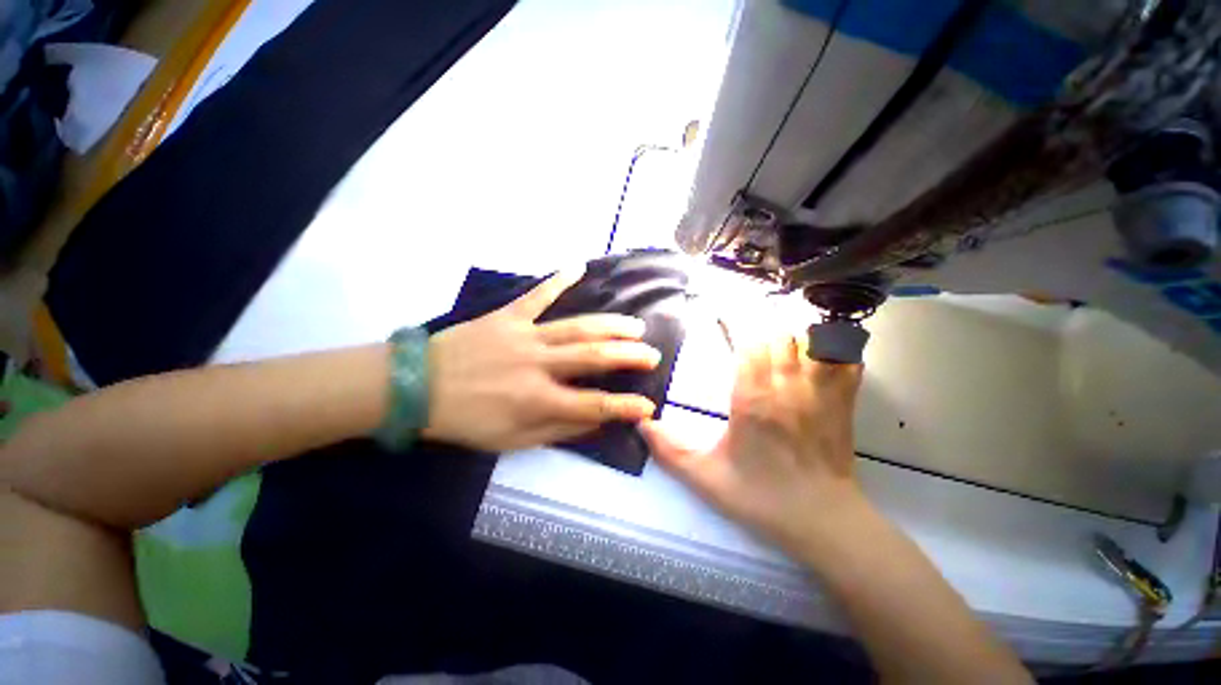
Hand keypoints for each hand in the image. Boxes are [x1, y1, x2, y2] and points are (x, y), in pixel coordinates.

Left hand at [423, 270, 660, 451]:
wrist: (417, 388)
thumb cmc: (467, 421)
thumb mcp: (513, 440)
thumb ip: (559, 430)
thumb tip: (597, 421)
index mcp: (539, 401)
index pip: (595, 405)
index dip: (625, 406)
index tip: (649, 405)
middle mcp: (539, 366)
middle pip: (595, 357)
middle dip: (629, 356)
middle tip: (652, 353)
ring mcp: (525, 336)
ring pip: (577, 327)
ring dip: (611, 325)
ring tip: (635, 326)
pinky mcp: (508, 316)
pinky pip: (537, 295)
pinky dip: (558, 280)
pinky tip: (579, 267)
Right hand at [639, 333, 867, 555]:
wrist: (823, 522)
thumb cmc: (761, 498)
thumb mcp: (706, 478)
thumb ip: (670, 451)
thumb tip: (641, 423)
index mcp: (753, 400)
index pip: (748, 343)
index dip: (735, 323)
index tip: (721, 315)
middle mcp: (788, 388)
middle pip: (779, 335)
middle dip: (759, 327)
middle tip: (744, 332)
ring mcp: (820, 394)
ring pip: (810, 342)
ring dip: (791, 335)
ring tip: (774, 341)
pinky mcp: (843, 403)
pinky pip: (844, 361)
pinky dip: (831, 349)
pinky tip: (816, 354)